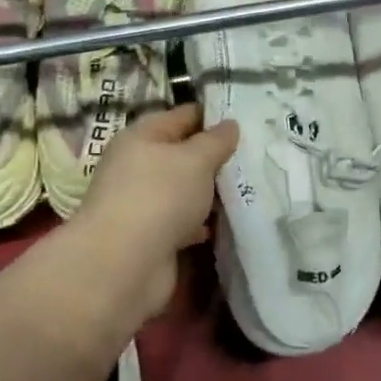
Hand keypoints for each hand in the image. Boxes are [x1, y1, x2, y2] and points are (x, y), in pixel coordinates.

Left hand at [70, 103, 239, 318]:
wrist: (124, 265)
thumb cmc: (160, 196)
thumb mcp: (195, 159)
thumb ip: (216, 140)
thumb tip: (230, 124)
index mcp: (141, 137)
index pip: (182, 116)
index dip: (212, 115)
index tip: (246, 119)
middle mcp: (137, 166)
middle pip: (182, 154)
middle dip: (215, 156)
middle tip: (255, 155)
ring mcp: (142, 203)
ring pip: (184, 189)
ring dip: (210, 191)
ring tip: (249, 187)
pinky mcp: (151, 236)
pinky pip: (183, 221)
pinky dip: (202, 221)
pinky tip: (228, 222)